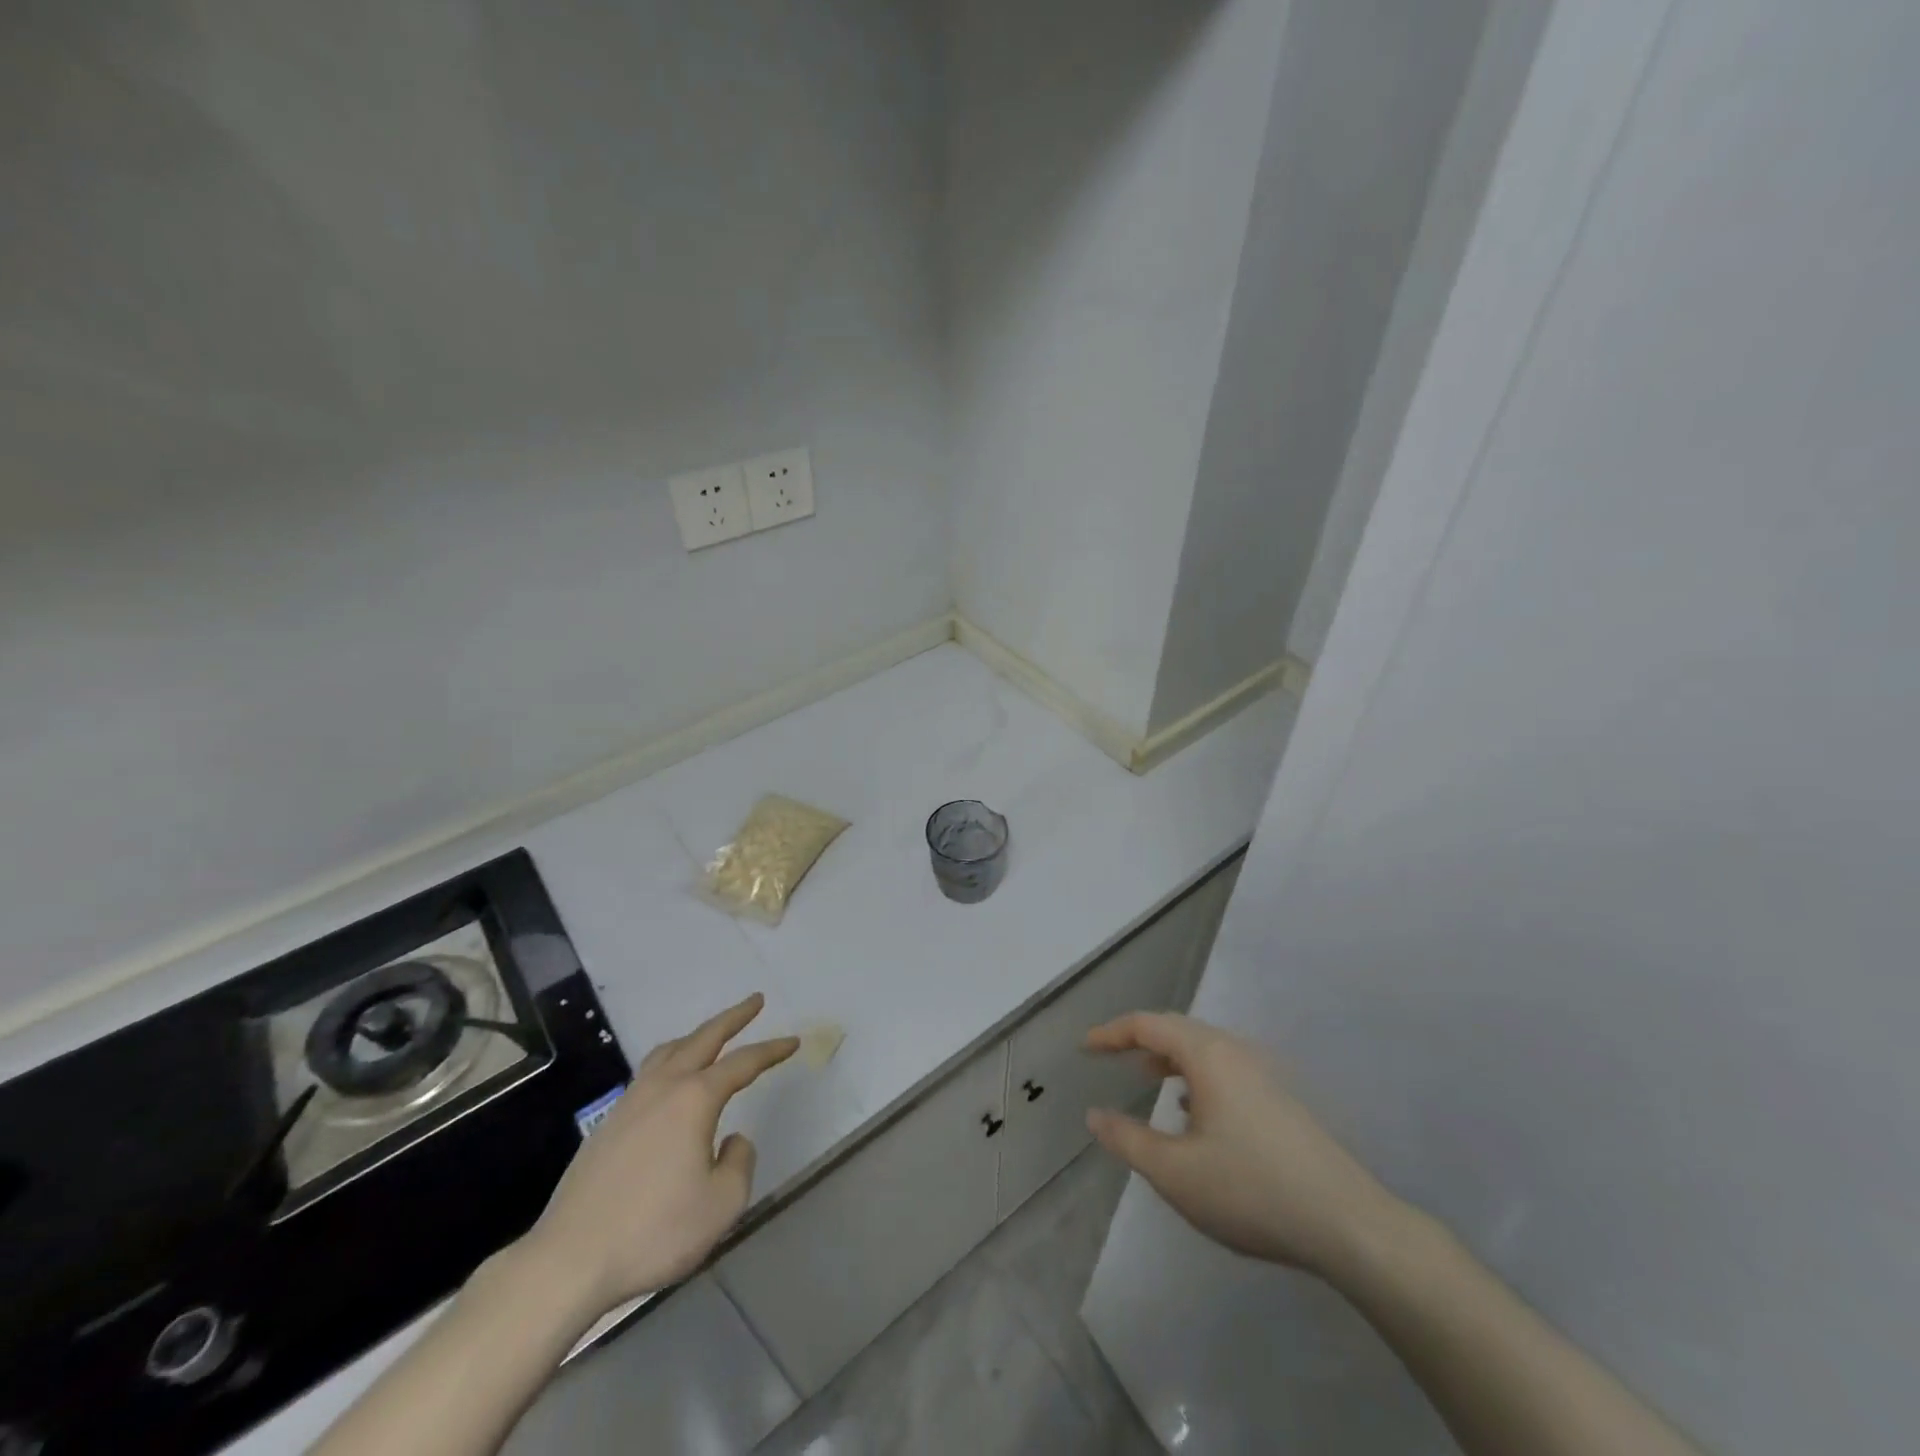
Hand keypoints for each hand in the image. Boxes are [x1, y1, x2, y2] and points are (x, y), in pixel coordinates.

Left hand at [521, 993, 797, 1318]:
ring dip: (696, 1036)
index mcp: (695, 1099)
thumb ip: (740, 1163)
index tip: (792, 1041)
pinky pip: (647, 1073)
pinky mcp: (607, 1125)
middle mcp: (663, 1088)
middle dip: (733, 1017)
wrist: (568, 1260)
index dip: (771, 1050)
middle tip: (755, 1001)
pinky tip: (670, 1082)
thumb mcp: (722, 1204)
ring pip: (668, 1051)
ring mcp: (630, 1103)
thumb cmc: (654, 1230)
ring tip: (712, 1034)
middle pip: (703, 1039)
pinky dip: (670, 1060)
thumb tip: (732, 1140)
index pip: (743, 1063)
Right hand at [1084, 1011, 1405, 1280]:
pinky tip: (1194, 1113)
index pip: (1148, 1024)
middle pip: (1177, 1029)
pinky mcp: (1280, 1100)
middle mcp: (1235, 1052)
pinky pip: (1224, 1070)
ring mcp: (1263, 1075)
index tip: (1085, 1047)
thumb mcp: (1175, 1172)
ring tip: (1147, 1077)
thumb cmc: (1251, 1189)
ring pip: (1204, 1050)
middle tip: (1110, 1056)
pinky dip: (1196, 1076)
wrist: (1348, 1223)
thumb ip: (1128, 1140)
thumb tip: (1094, 1115)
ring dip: (1170, 1058)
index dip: (1111, 1032)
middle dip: (1140, 1039)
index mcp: (1207, 1055)